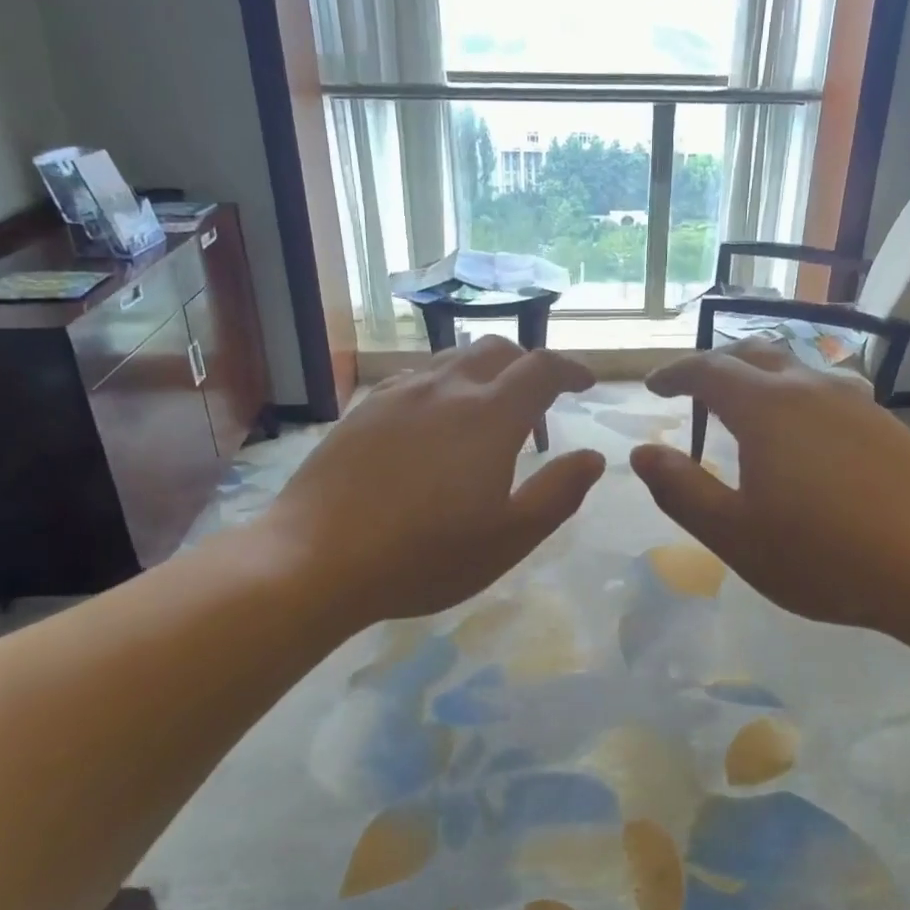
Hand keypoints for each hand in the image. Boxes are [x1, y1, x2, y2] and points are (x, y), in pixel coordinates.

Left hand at [257, 339, 604, 632]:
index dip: (570, 369)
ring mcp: (399, 394)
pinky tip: (433, 421)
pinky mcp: (364, 409)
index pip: (542, 367)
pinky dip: (443, 385)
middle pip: (496, 350)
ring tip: (487, 408)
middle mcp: (447, 388)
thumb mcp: (510, 537)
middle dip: (527, 364)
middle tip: (538, 398)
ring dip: (483, 372)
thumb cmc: (425, 554)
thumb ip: (558, 493)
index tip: (584, 383)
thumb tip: (593, 458)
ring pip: (452, 360)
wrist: (316, 558)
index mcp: (490, 415)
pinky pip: (416, 378)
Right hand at [630, 341, 909, 641]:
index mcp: (766, 407)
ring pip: (794, 370)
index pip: (707, 369)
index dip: (674, 373)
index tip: (654, 387)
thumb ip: (681, 489)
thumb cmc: (823, 555)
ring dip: (758, 380)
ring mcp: (854, 401)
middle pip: (752, 355)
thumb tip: (641, 453)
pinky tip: (803, 437)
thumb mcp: (735, 534)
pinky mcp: (885, 422)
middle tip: (694, 395)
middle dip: (715, 367)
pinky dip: (795, 398)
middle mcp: (810, 388)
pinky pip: (826, 392)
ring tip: (745, 413)